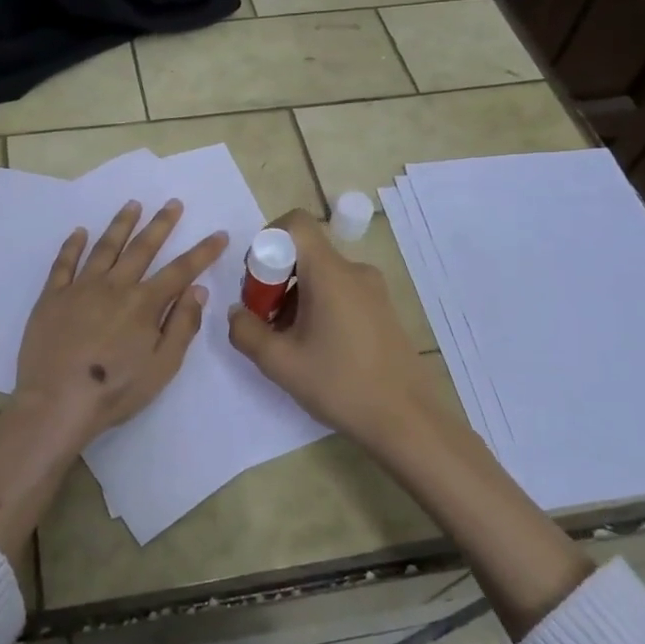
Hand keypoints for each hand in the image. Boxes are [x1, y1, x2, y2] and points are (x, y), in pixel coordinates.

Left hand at [12, 199, 229, 448]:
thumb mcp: (162, 366)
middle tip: (173, 203)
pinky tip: (80, 232)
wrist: (56, 402)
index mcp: (144, 303)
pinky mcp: (51, 297)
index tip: (218, 233)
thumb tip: (197, 289)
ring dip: (121, 224)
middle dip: (161, 224)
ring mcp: (80, 288)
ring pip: (105, 247)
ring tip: (133, 204)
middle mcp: (114, 286)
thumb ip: (182, 325)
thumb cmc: (115, 390)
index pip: (181, 270)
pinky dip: (73, 245)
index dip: (202, 252)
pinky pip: (63, 263)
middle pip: (142, 248)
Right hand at [227, 209, 446, 446]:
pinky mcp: (381, 309)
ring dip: (294, 297)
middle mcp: (354, 271)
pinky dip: (317, 307)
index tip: (256, 282)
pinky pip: (339, 292)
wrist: (407, 420)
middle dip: (274, 279)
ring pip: (320, 275)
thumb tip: (236, 312)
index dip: (266, 240)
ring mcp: (372, 290)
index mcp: (331, 273)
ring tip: (287, 342)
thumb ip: (245, 331)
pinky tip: (314, 348)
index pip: (295, 223)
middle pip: (304, 252)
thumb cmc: (341, 385)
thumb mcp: (280, 363)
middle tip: (264, 321)